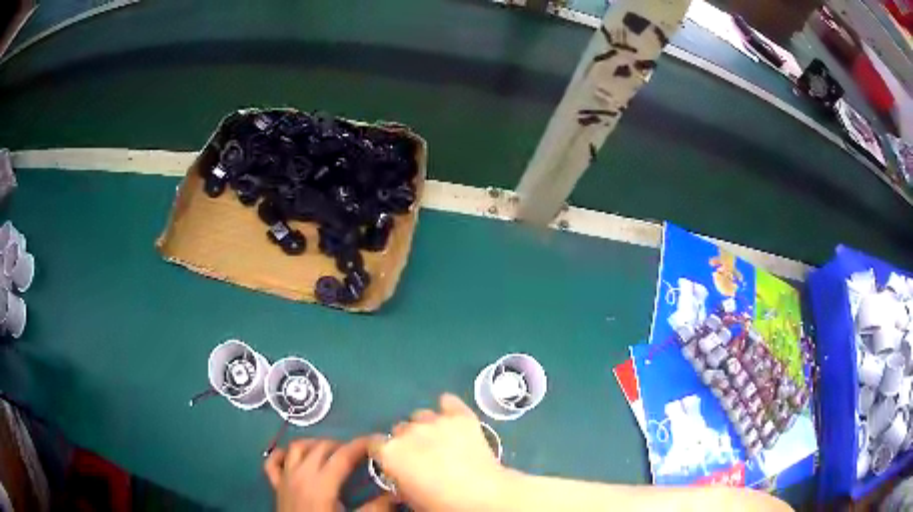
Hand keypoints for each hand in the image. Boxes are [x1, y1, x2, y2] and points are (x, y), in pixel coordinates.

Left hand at [264, 437, 375, 511]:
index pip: (343, 456)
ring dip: (314, 444)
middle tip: (359, 453)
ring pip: (296, 448)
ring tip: (330, 451)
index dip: (361, 445)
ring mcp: (285, 478)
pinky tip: (293, 456)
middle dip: (341, 445)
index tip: (377, 440)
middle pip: (321, 447)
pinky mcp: (276, 486)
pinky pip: (273, 462)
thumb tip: (394, 494)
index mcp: (321, 484)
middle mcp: (300, 474)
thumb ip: (376, 508)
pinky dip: (282, 454)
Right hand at [371, 394, 510, 511]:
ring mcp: (435, 421)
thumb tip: (401, 475)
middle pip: (399, 429)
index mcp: (389, 452)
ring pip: (421, 415)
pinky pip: (449, 402)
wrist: (481, 495)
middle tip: (422, 456)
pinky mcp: (460, 416)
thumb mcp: (409, 498)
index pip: (374, 442)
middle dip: (407, 440)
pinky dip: (448, 408)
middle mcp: (407, 431)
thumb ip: (399, 479)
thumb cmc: (440, 503)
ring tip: (441, 441)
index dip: (383, 451)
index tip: (393, 460)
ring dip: (426, 426)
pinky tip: (452, 417)